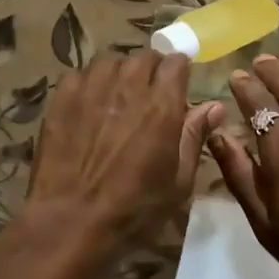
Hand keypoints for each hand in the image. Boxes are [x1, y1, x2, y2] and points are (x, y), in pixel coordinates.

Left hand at [19, 50, 224, 278]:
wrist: (70, 222)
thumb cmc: (133, 209)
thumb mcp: (178, 182)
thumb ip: (195, 137)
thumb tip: (215, 106)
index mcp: (162, 105)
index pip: (176, 62)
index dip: (180, 70)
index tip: (179, 85)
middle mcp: (128, 86)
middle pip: (144, 57)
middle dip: (152, 69)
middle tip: (150, 93)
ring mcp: (92, 88)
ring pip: (111, 60)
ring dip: (120, 72)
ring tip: (118, 94)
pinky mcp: (62, 97)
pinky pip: (80, 73)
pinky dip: (89, 82)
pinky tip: (89, 103)